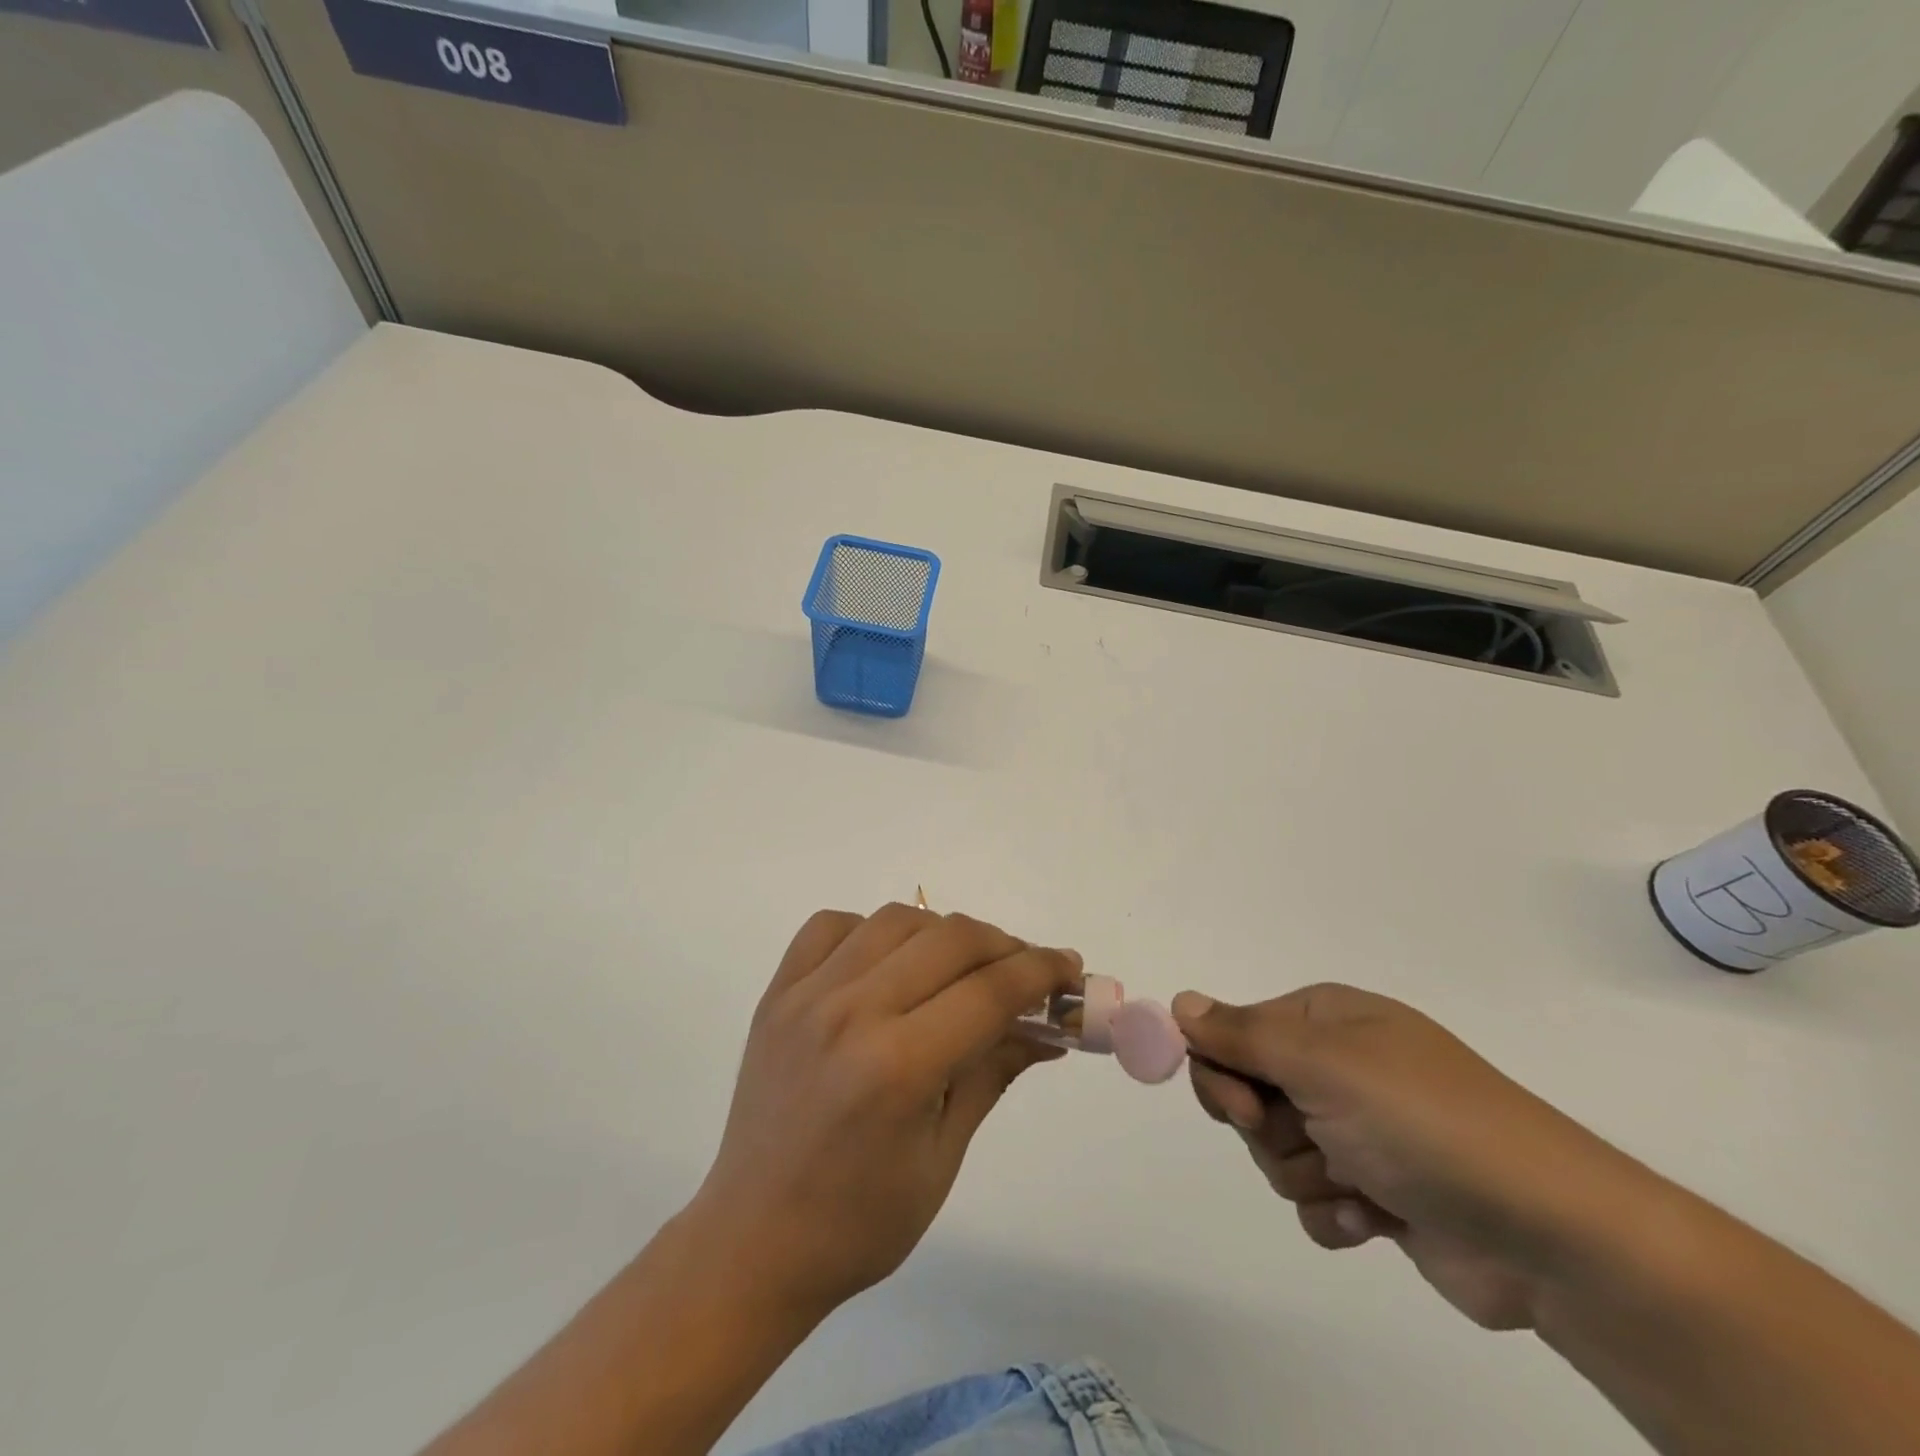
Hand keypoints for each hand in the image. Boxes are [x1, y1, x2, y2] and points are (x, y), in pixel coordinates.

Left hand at [686, 904, 1079, 1324]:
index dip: (1041, 971)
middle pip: (950, 939)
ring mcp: (806, 995)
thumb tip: (1051, 1028)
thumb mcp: (944, 1155)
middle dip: (1004, 945)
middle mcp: (850, 1013)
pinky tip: (888, 963)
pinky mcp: (776, 992)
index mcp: (898, 1067)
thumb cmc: (860, 1221)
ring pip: (895, 919)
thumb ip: (995, 1072)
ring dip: (943, 933)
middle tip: (1026, 970)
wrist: (752, 1242)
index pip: (990, 990)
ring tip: (962, 966)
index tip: (1069, 968)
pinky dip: (872, 930)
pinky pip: (831, 925)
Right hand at [1172, 984, 1638, 1330]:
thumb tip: (1178, 1003)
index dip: (1224, 1069)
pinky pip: (1313, 1198)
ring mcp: (1358, 1129)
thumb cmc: (1424, 1123)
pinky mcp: (1376, 1190)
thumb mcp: (1323, 1064)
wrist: (1550, 1235)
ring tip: (1360, 1183)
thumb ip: (1241, 1034)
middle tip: (1307, 1138)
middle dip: (1267, 1127)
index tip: (1240, 1103)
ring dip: (1306, 1172)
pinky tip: (1376, 1218)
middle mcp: (1338, 1067)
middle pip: (1247, 1093)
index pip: (1233, 1032)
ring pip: (1275, 1150)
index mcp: (1325, 1021)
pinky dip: (1335, 1212)